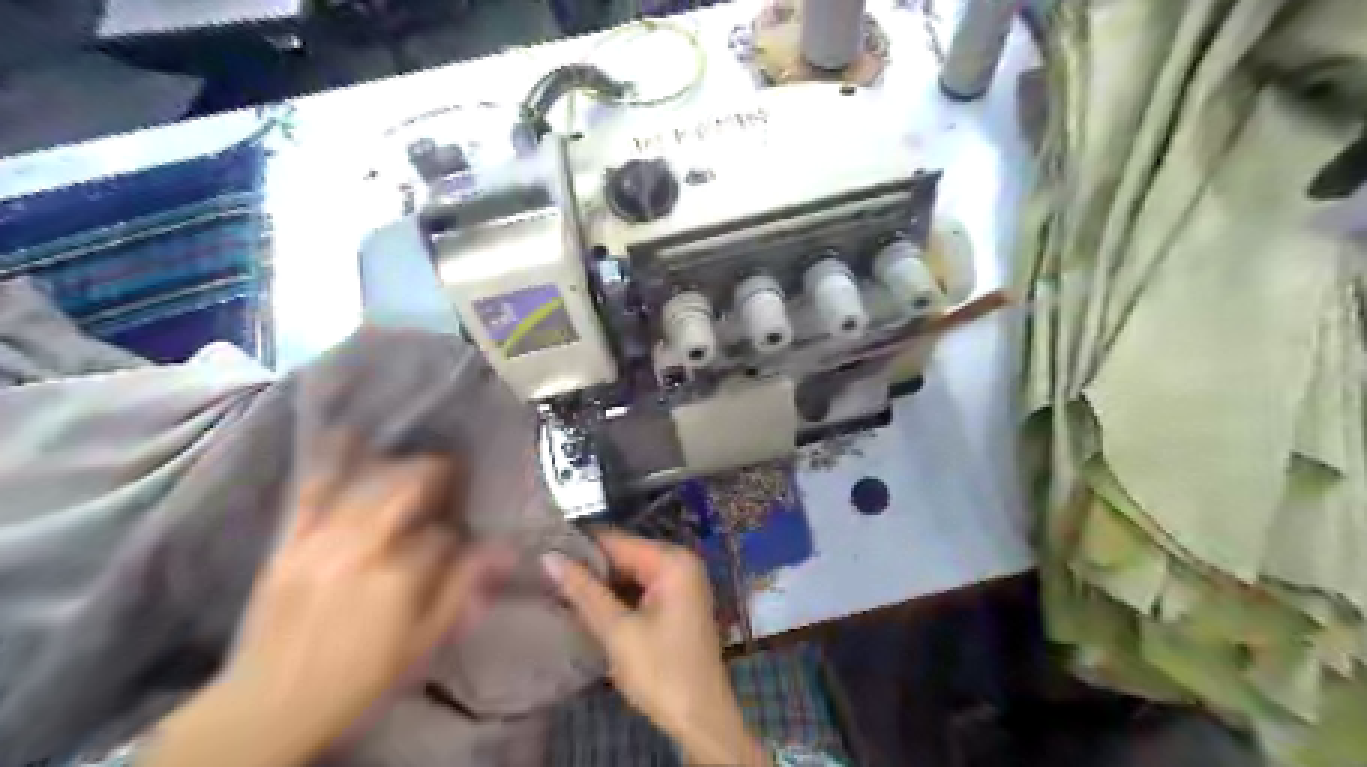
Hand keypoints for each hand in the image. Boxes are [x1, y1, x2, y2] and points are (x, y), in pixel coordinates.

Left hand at [142, 457, 513, 766]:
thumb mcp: (422, 642)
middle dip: (432, 475)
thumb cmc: (357, 679)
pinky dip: (331, 463)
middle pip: (405, 492)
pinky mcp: (288, 543)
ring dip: (395, 466)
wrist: (266, 707)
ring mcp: (319, 543)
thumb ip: (462, 590)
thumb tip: (504, 551)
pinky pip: (311, 493)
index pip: (442, 535)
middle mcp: (361, 550)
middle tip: (449, 469)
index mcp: (399, 578)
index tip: (459, 539)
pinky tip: (348, 436)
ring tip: (414, 461)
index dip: (455, 534)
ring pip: (365, 486)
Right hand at [543, 533, 766, 766]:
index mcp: (672, 561)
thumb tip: (549, 557)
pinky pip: (640, 588)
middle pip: (624, 555)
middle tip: (544, 576)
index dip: (578, 547)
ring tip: (557, 589)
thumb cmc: (661, 672)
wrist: (702, 718)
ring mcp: (682, 582)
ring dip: (600, 584)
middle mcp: (681, 562)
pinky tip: (587, 606)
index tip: (541, 552)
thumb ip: (584, 592)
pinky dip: (616, 597)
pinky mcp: (678, 602)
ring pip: (630, 573)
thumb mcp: (617, 632)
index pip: (616, 541)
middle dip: (588, 567)